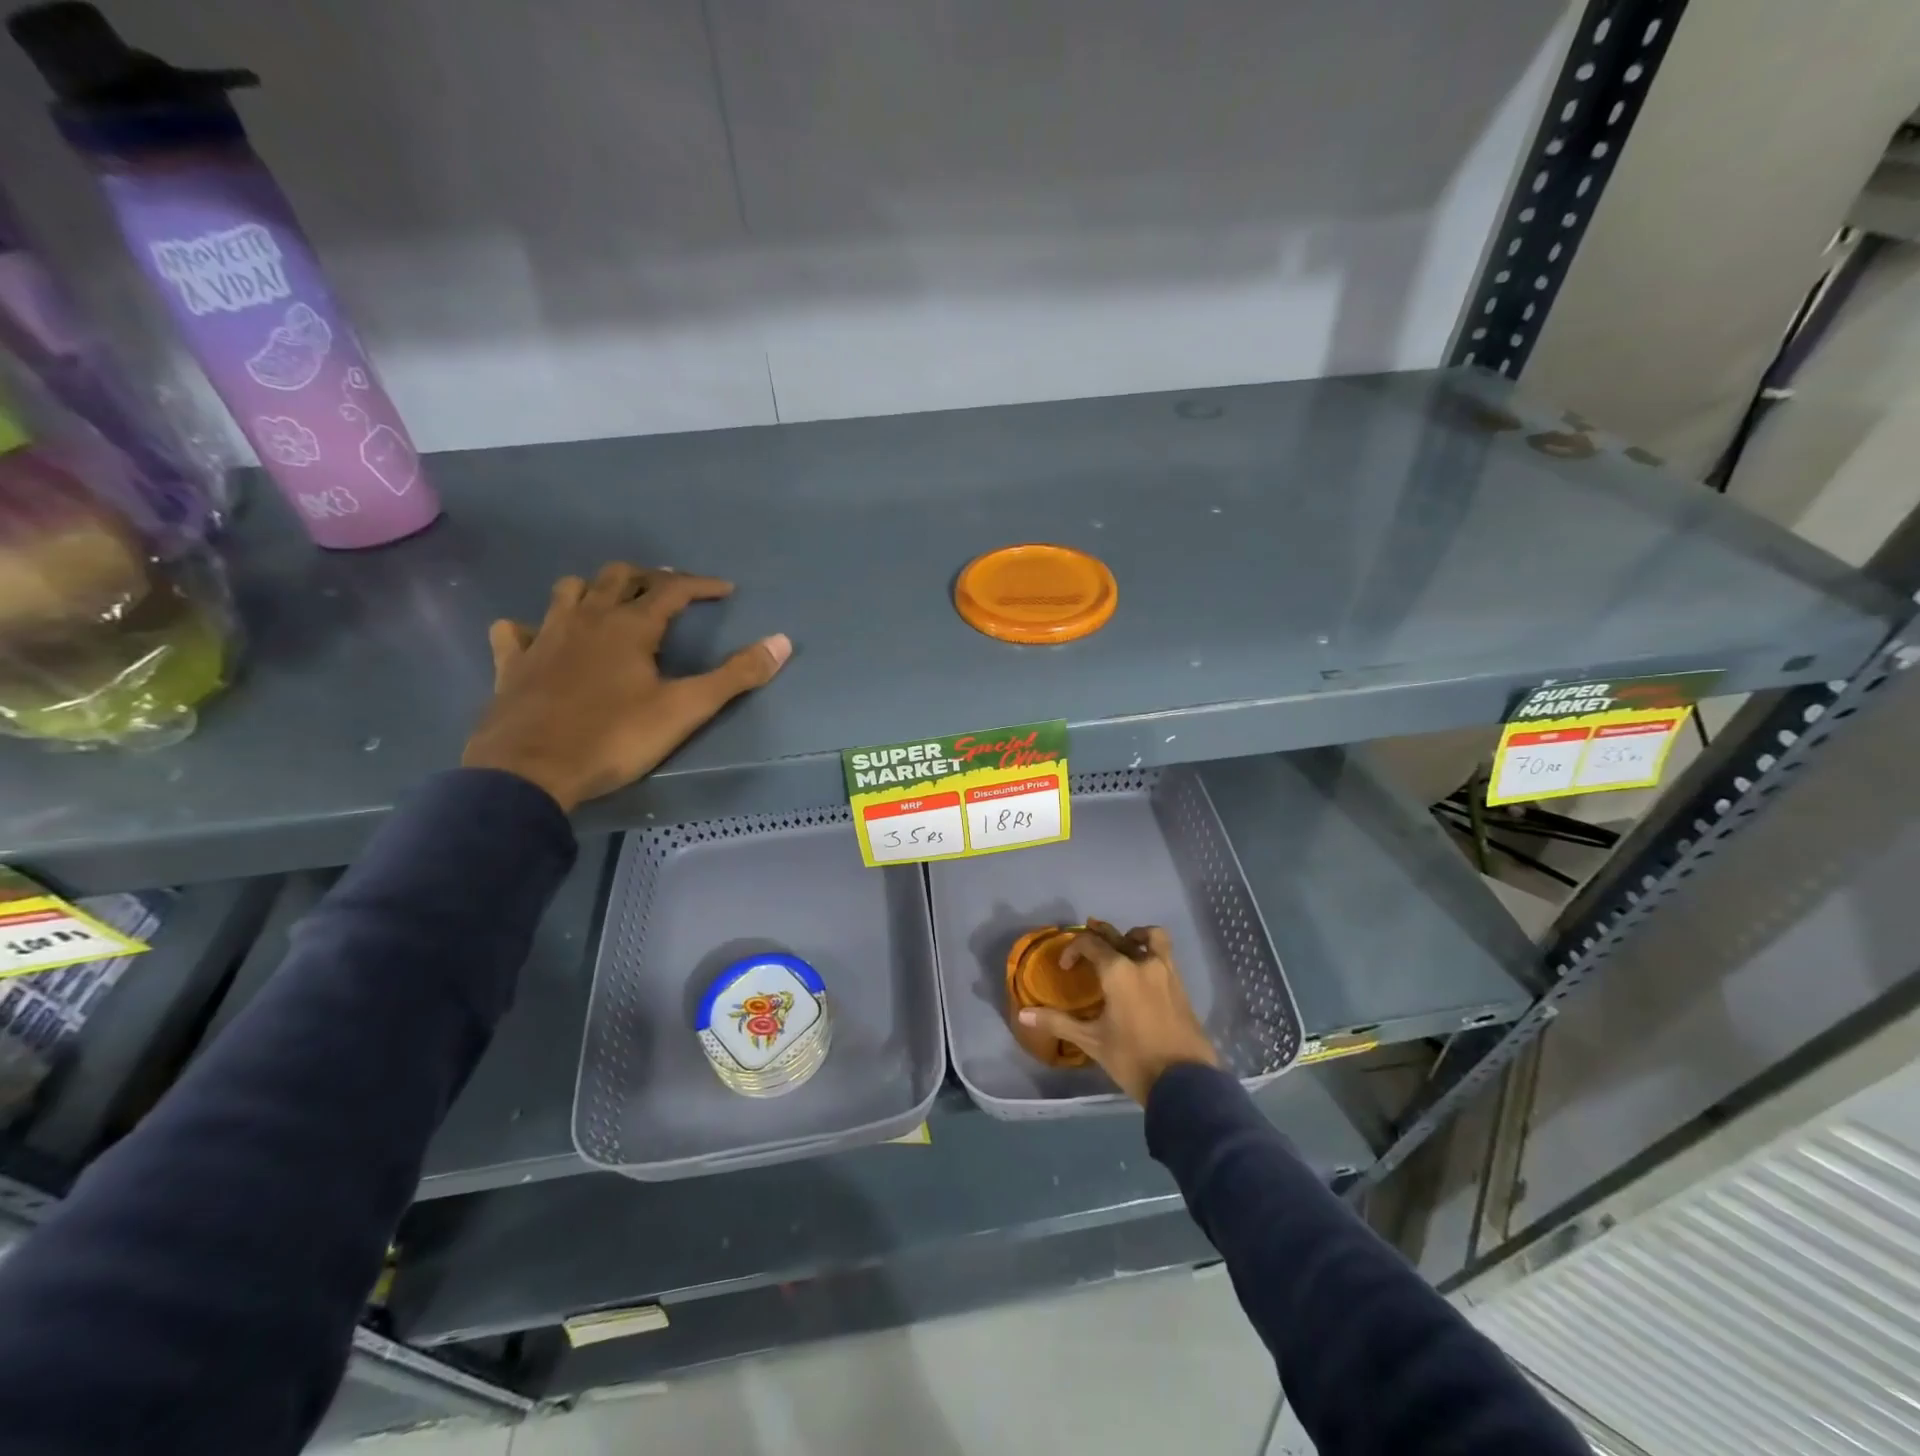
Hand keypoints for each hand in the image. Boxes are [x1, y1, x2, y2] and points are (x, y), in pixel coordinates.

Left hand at [461, 563, 790, 810]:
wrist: (530, 771)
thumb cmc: (614, 738)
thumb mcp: (685, 710)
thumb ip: (735, 676)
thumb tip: (781, 642)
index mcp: (630, 626)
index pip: (672, 589)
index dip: (701, 585)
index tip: (725, 590)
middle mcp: (587, 618)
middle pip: (618, 577)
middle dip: (649, 577)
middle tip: (670, 591)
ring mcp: (544, 637)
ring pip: (568, 591)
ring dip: (594, 589)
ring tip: (611, 604)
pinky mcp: (513, 663)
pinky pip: (516, 630)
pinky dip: (532, 626)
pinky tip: (540, 638)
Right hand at [1018, 923, 1218, 1103]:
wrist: (1185, 1083)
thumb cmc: (1133, 1059)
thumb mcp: (1092, 1041)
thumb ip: (1059, 1022)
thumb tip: (1023, 1014)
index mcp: (1118, 971)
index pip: (1091, 944)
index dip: (1073, 950)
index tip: (1066, 967)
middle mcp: (1143, 963)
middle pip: (1118, 935)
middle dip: (1100, 934)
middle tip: (1087, 940)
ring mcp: (1167, 972)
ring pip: (1151, 937)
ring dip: (1134, 935)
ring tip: (1125, 944)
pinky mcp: (1181, 987)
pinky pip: (1165, 955)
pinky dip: (1151, 952)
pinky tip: (1143, 973)